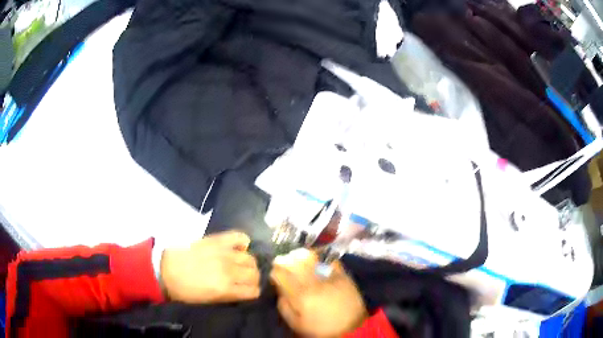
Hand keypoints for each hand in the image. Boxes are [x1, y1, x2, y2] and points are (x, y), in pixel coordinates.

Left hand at [160, 231, 260, 303]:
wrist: (165, 269)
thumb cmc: (185, 291)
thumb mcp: (209, 301)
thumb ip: (230, 296)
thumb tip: (243, 291)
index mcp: (226, 289)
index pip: (254, 291)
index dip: (253, 292)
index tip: (249, 292)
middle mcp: (229, 271)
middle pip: (254, 274)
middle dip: (253, 279)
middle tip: (245, 279)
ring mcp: (224, 253)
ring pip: (250, 258)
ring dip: (249, 264)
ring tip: (242, 265)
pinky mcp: (217, 240)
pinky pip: (239, 236)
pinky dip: (243, 241)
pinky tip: (241, 247)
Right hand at [270, 249, 367, 336]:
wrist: (350, 328)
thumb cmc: (320, 328)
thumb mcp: (296, 323)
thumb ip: (284, 306)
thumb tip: (280, 290)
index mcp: (300, 295)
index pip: (281, 274)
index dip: (274, 272)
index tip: (273, 274)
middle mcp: (313, 282)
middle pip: (294, 261)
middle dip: (284, 260)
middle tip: (282, 262)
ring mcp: (329, 276)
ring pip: (311, 257)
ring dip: (300, 255)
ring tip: (297, 258)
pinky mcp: (342, 274)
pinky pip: (328, 260)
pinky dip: (320, 258)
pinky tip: (316, 262)